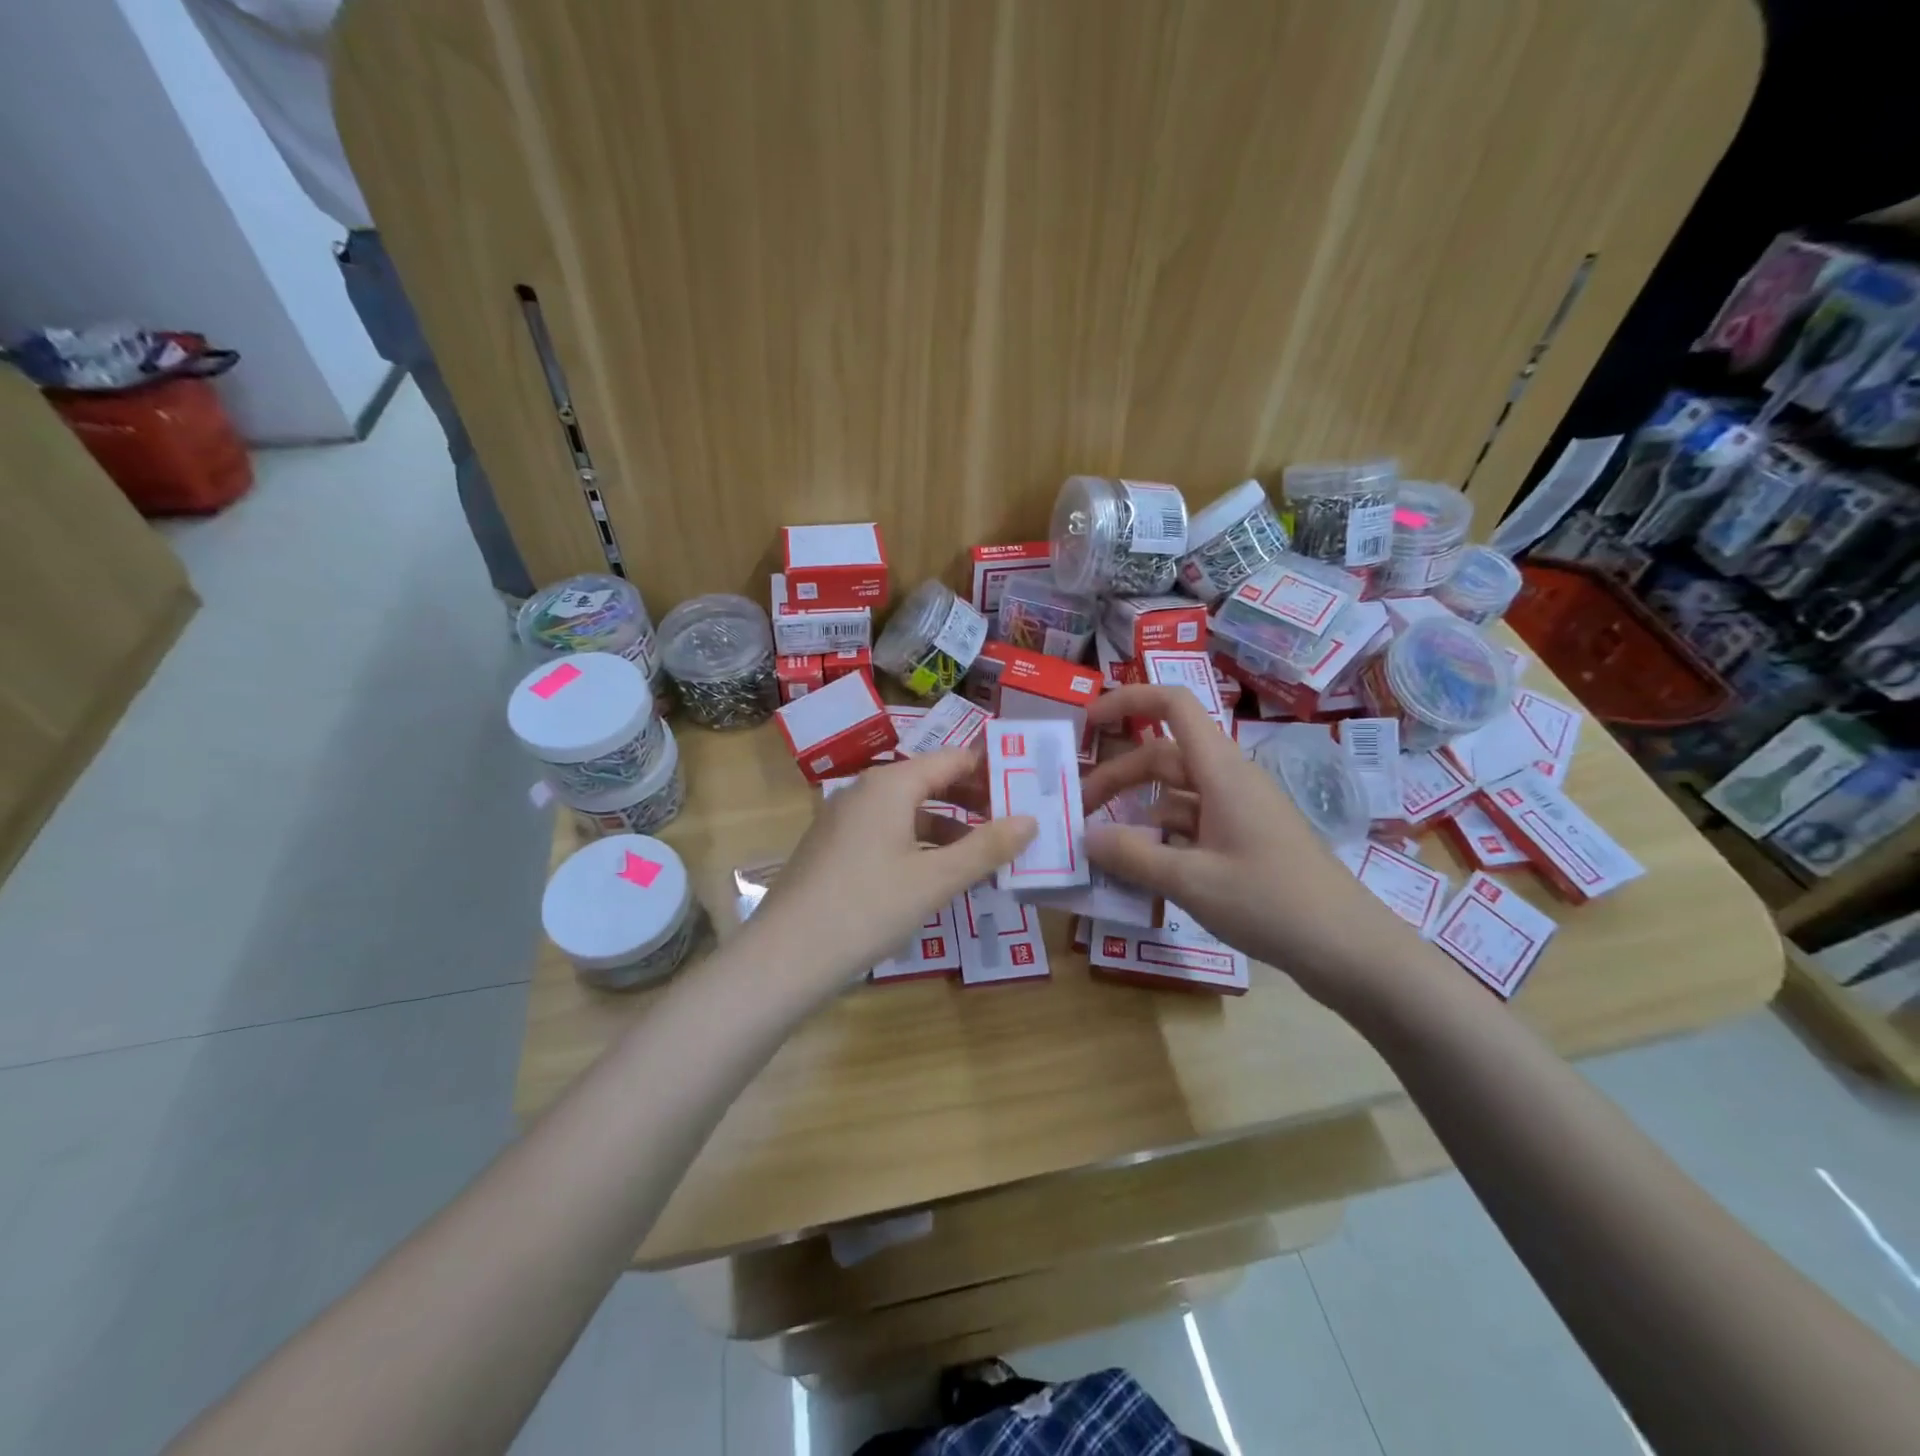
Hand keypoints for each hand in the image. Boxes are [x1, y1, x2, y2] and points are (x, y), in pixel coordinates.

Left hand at [743, 748, 1035, 996]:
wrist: (785, 956)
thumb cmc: (868, 907)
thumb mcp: (936, 880)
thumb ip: (986, 848)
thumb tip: (1030, 820)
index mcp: (890, 784)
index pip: (952, 760)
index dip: (991, 771)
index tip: (1026, 787)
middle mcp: (864, 791)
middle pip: (929, 781)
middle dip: (972, 800)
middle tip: (1013, 821)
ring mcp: (844, 819)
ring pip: (908, 811)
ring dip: (948, 827)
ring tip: (984, 853)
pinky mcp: (833, 847)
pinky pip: (886, 832)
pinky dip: (918, 844)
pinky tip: (936, 874)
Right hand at [1080, 686, 1422, 1009]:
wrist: (1349, 949)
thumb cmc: (1271, 903)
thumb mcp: (1191, 881)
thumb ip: (1132, 856)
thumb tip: (1084, 837)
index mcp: (1221, 771)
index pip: (1174, 705)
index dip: (1127, 700)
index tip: (1087, 723)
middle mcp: (1229, 781)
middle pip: (1163, 757)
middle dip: (1116, 778)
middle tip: (1077, 814)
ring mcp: (1240, 812)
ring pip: (1175, 795)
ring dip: (1136, 812)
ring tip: (1101, 848)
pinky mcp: (1245, 841)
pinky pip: (1192, 825)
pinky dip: (1161, 838)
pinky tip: (1141, 869)